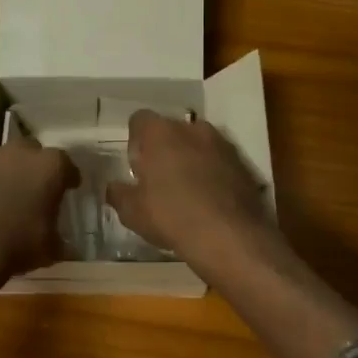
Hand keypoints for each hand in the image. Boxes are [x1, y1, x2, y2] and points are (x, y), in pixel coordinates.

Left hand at [0, 136, 79, 278]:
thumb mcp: (50, 248)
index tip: (69, 188)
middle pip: (33, 152)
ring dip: (9, 172)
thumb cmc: (18, 243)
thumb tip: (63, 246)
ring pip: (5, 159)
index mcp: (50, 166)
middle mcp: (21, 152)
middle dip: (35, 167)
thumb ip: (58, 240)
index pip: (67, 166)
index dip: (68, 178)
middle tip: (36, 188)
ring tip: (7, 195)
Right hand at [107, 110, 274, 274]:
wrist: (229, 236)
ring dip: (191, 159)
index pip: (140, 120)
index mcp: (160, 133)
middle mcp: (192, 129)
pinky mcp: (243, 164)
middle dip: (165, 148)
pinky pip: (220, 161)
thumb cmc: (171, 216)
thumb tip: (113, 187)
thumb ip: (119, 194)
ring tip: (187, 191)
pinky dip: (213, 173)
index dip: (136, 141)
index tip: (137, 165)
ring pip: (199, 144)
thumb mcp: (133, 212)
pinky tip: (210, 200)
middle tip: (159, 179)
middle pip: (172, 130)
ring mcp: (222, 144)